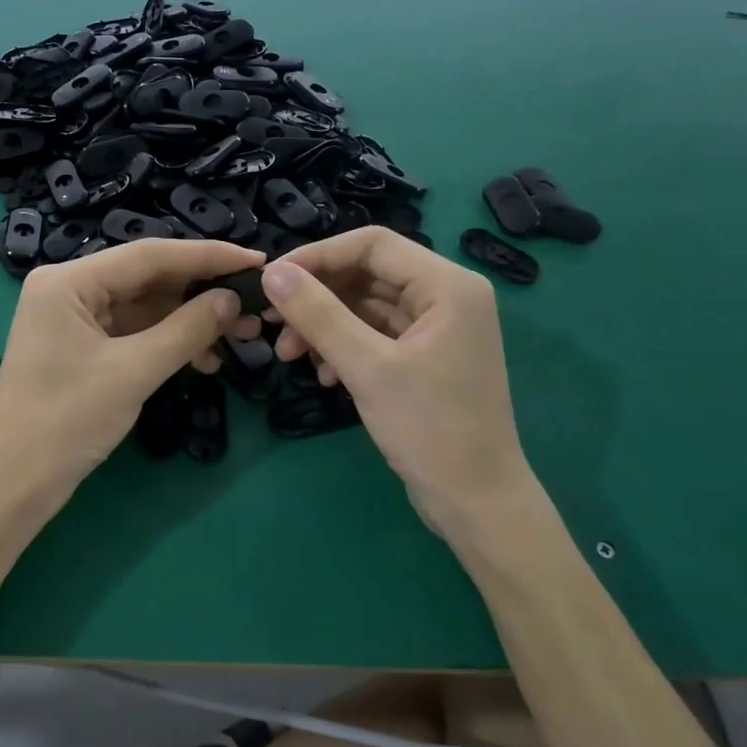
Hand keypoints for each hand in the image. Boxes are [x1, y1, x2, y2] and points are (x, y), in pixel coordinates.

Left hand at [0, 239, 264, 501]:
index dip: (207, 256)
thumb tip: (233, 300)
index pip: (149, 255)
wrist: (16, 483)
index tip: (256, 262)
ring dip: (189, 321)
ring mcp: (73, 319)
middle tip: (254, 308)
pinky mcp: (81, 347)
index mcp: (67, 281)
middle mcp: (68, 289)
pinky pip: (133, 332)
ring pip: (144, 307)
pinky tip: (204, 358)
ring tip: (239, 338)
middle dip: (201, 293)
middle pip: (147, 278)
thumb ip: (186, 329)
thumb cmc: (67, 421)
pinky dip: (168, 342)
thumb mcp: (133, 372)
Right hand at [260, 229, 529, 532]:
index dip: (317, 256)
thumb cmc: (429, 429)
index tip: (271, 281)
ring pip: (365, 307)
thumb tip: (272, 274)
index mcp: (447, 285)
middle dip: (317, 297)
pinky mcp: (424, 357)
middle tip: (273, 325)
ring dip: (324, 326)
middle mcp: (446, 296)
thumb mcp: (367, 368)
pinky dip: (343, 348)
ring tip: (290, 357)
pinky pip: (374, 336)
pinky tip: (324, 376)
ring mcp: (436, 328)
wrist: (475, 501)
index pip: (371, 244)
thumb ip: (318, 315)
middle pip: (366, 274)